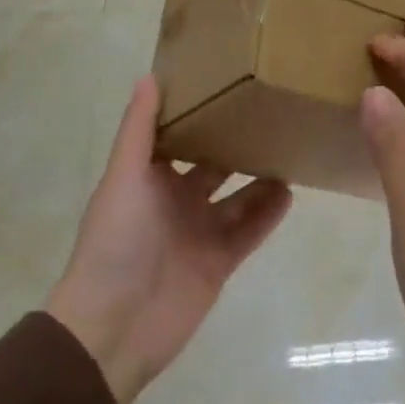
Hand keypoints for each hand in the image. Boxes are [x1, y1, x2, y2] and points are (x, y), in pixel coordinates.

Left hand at [46, 76, 292, 403]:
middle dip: (237, 141)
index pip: (178, 136)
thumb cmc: (116, 241)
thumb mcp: (124, 177)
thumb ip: (138, 130)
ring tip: (290, 145)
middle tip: (273, 110)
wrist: (113, 328)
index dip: (198, 112)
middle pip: (214, 163)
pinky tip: (290, 190)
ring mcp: (200, 231)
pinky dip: (268, 212)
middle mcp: (176, 199)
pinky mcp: (220, 261)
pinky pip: (250, 230)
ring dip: (260, 175)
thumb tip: (150, 76)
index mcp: (150, 177)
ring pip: (238, 195)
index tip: (228, 81)